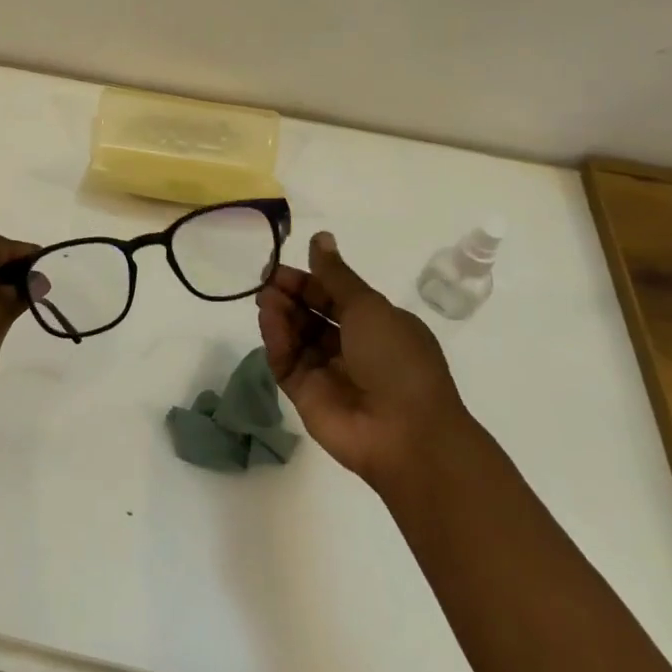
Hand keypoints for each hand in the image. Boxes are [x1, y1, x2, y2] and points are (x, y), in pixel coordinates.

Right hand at [257, 230, 468, 496]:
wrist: (405, 434)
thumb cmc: (396, 359)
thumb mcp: (368, 306)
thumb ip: (335, 275)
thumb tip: (320, 237)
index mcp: (376, 324)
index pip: (334, 295)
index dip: (309, 279)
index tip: (282, 267)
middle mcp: (352, 347)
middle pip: (312, 313)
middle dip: (290, 294)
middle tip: (267, 281)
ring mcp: (328, 372)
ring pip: (296, 335)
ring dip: (280, 314)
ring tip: (266, 298)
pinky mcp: (307, 395)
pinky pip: (286, 361)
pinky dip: (276, 340)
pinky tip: (268, 320)